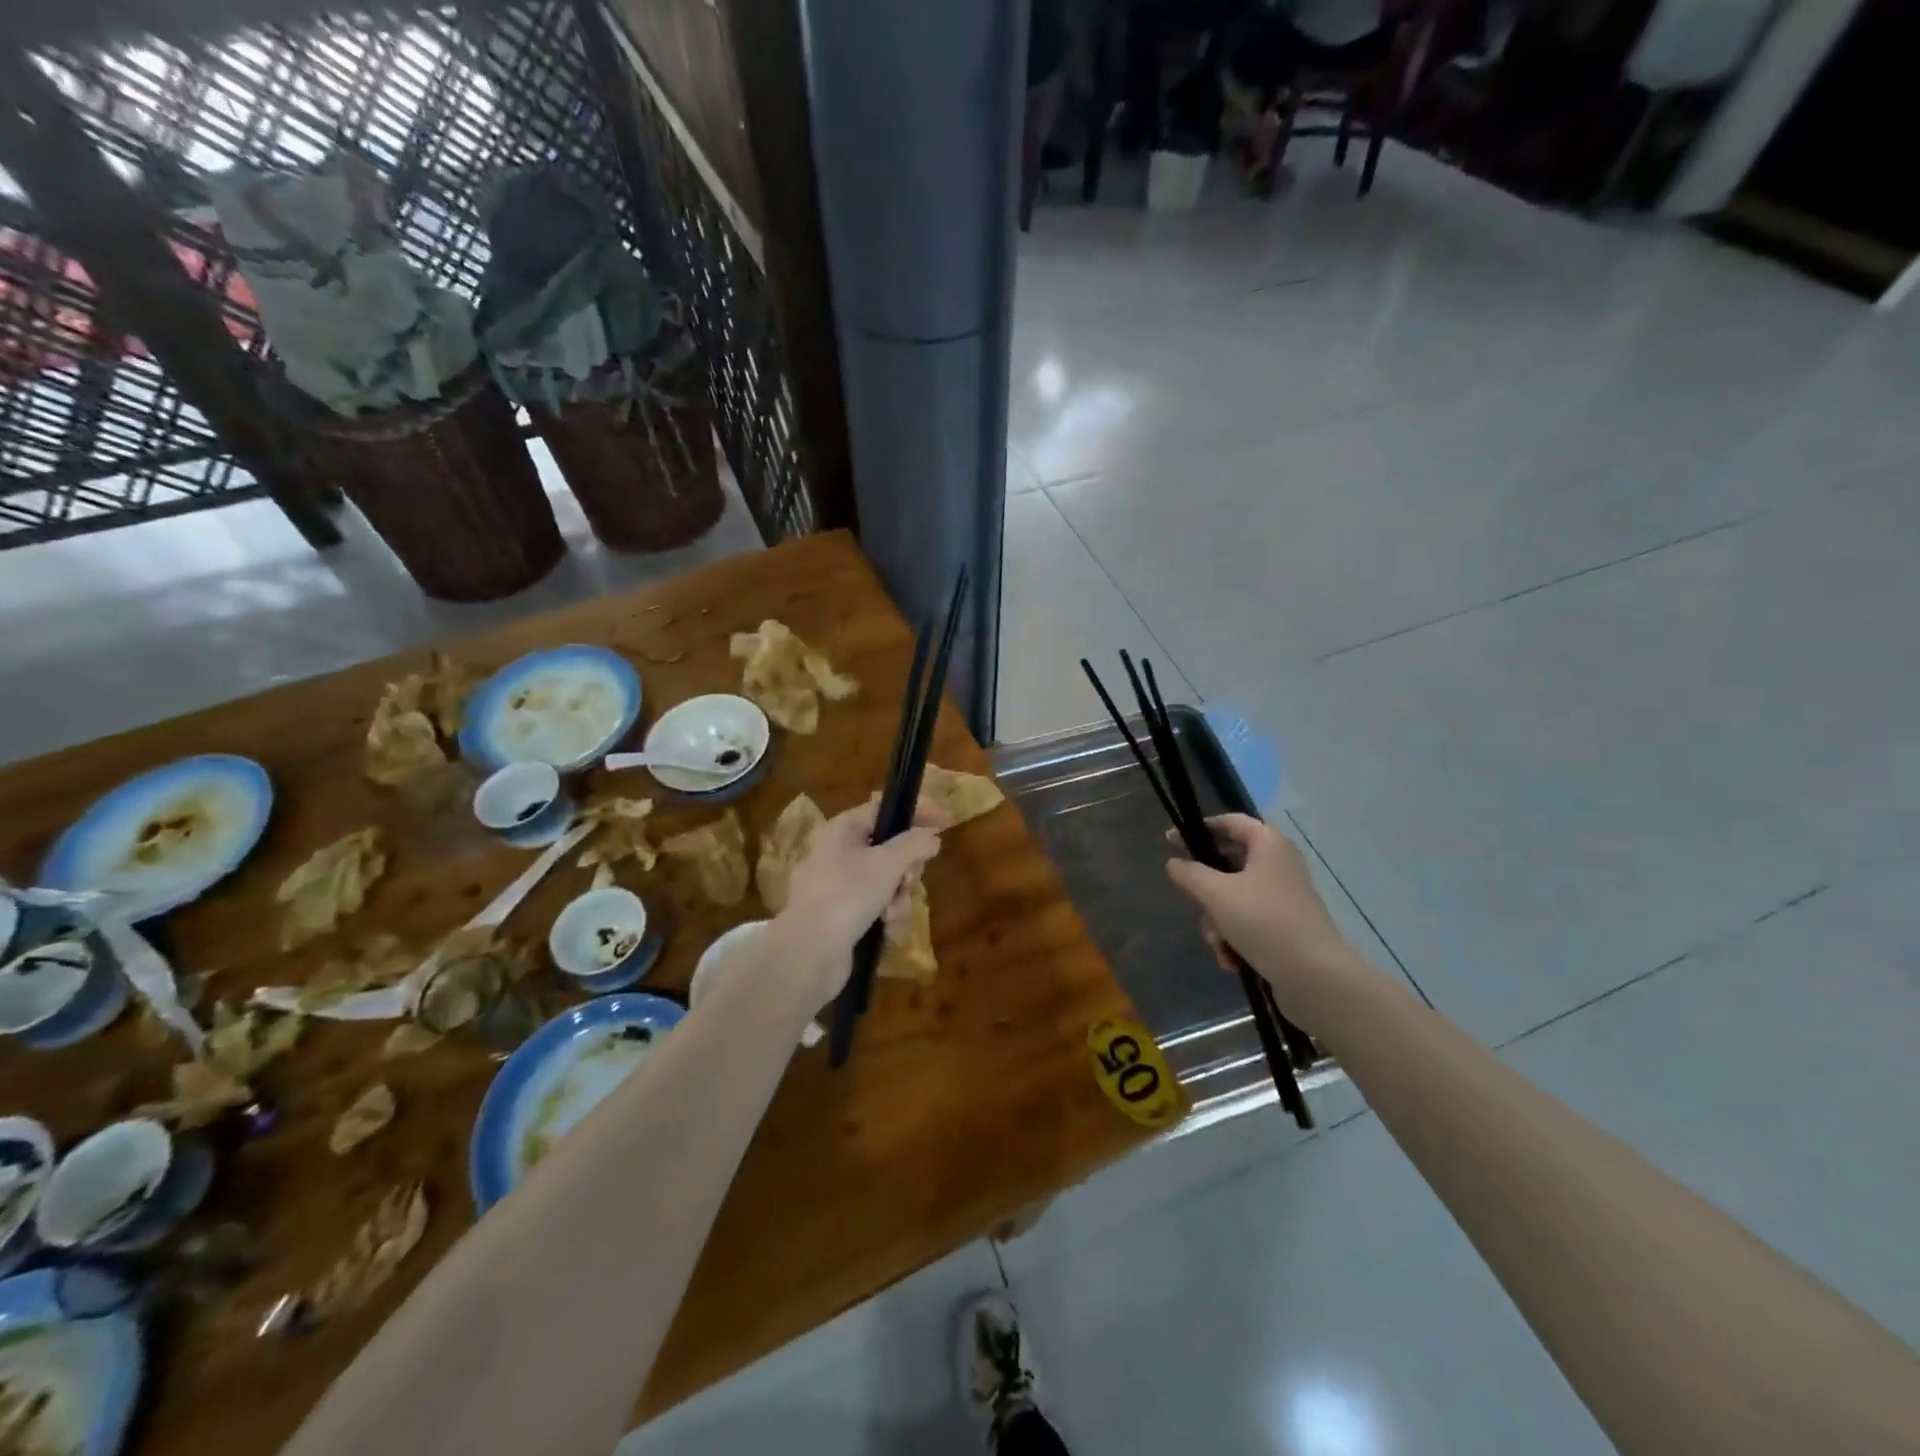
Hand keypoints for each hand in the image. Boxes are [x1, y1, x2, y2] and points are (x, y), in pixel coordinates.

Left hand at [775, 799, 946, 1002]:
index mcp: (841, 830)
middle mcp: (836, 854)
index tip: (946, 823)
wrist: (810, 953)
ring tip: (891, 915)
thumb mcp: (888, 863)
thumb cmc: (848, 895)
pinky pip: (875, 908)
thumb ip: (915, 844)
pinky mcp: (840, 918)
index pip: (883, 809)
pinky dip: (886, 918)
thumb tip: (932, 838)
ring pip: (886, 883)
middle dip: (906, 868)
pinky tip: (886, 931)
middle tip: (909, 880)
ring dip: (898, 899)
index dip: (916, 813)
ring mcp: (837, 888)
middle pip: (888, 849)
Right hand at [1165, 814, 1375, 1026]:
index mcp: (1268, 844)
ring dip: (1218, 922)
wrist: (1314, 976)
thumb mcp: (1215, 894)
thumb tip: (1174, 863)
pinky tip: (1232, 960)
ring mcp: (1283, 896)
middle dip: (1206, 891)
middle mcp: (1279, 864)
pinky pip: (1248, 921)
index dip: (1199, 829)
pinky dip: (1235, 938)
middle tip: (1192, 902)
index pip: (1229, 822)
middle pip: (1227, 865)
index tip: (1170, 842)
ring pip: (1233, 897)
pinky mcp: (1286, 925)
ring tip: (1219, 944)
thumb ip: (1189, 873)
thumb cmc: (1263, 921)